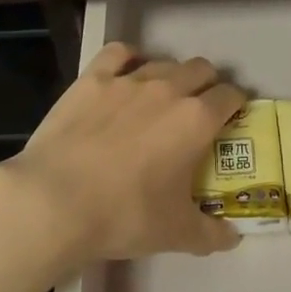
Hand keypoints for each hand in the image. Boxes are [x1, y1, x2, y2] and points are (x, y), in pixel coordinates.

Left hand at [0, 42, 245, 262]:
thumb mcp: (175, 234)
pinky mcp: (93, 78)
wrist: (54, 202)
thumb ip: (210, 233)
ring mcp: (128, 79)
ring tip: (162, 97)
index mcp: (196, 121)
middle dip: (207, 84)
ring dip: (172, 74)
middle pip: (201, 69)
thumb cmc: (124, 216)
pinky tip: (126, 72)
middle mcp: (168, 89)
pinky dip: (129, 59)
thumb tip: (232, 239)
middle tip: (199, 109)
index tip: (232, 117)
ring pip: (164, 61)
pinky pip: (119, 52)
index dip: (236, 104)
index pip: (230, 96)